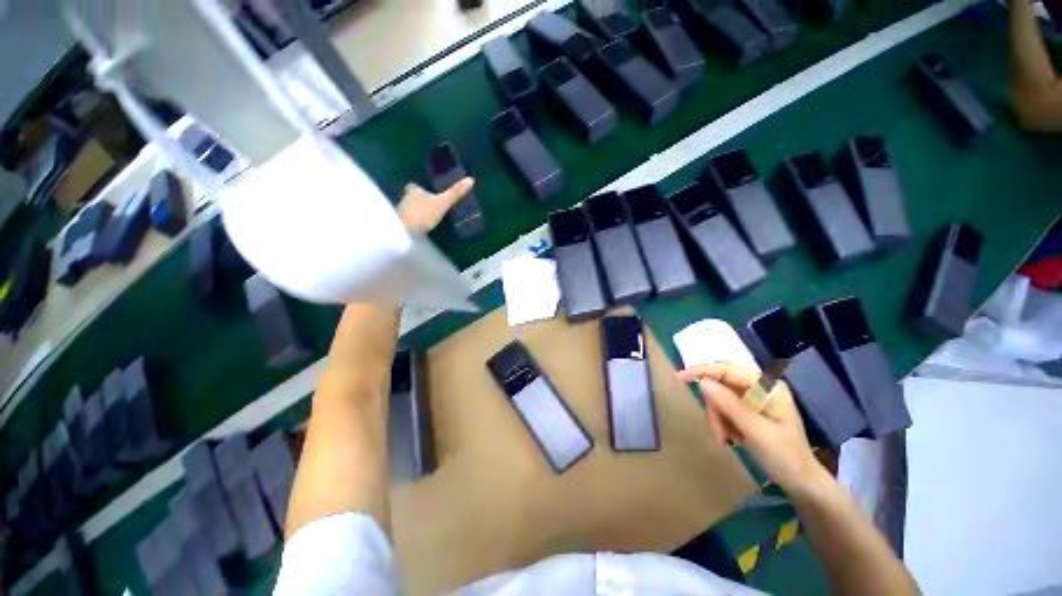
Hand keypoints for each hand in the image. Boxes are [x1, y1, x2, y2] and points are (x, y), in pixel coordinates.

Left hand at [397, 178, 474, 233]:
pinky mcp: (399, 224)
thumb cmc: (423, 214)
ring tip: (425, 216)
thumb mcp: (442, 203)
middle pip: (411, 197)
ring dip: (415, 211)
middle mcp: (404, 198)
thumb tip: (471, 179)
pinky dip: (412, 221)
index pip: (414, 186)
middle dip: (418, 200)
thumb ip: (455, 193)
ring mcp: (400, 211)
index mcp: (413, 190)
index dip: (419, 188)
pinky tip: (418, 227)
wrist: (404, 232)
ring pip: (409, 208)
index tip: (426, 191)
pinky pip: (407, 219)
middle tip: (427, 205)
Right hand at [677, 362, 827, 495]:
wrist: (801, 483)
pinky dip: (722, 423)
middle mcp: (759, 387)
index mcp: (766, 386)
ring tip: (725, 441)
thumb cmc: (784, 456)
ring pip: (719, 399)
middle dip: (715, 409)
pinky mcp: (749, 410)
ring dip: (717, 420)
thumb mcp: (755, 431)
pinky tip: (731, 439)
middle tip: (718, 434)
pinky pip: (723, 409)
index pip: (727, 370)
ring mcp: (753, 399)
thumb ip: (728, 404)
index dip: (702, 371)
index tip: (679, 377)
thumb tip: (702, 382)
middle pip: (720, 386)